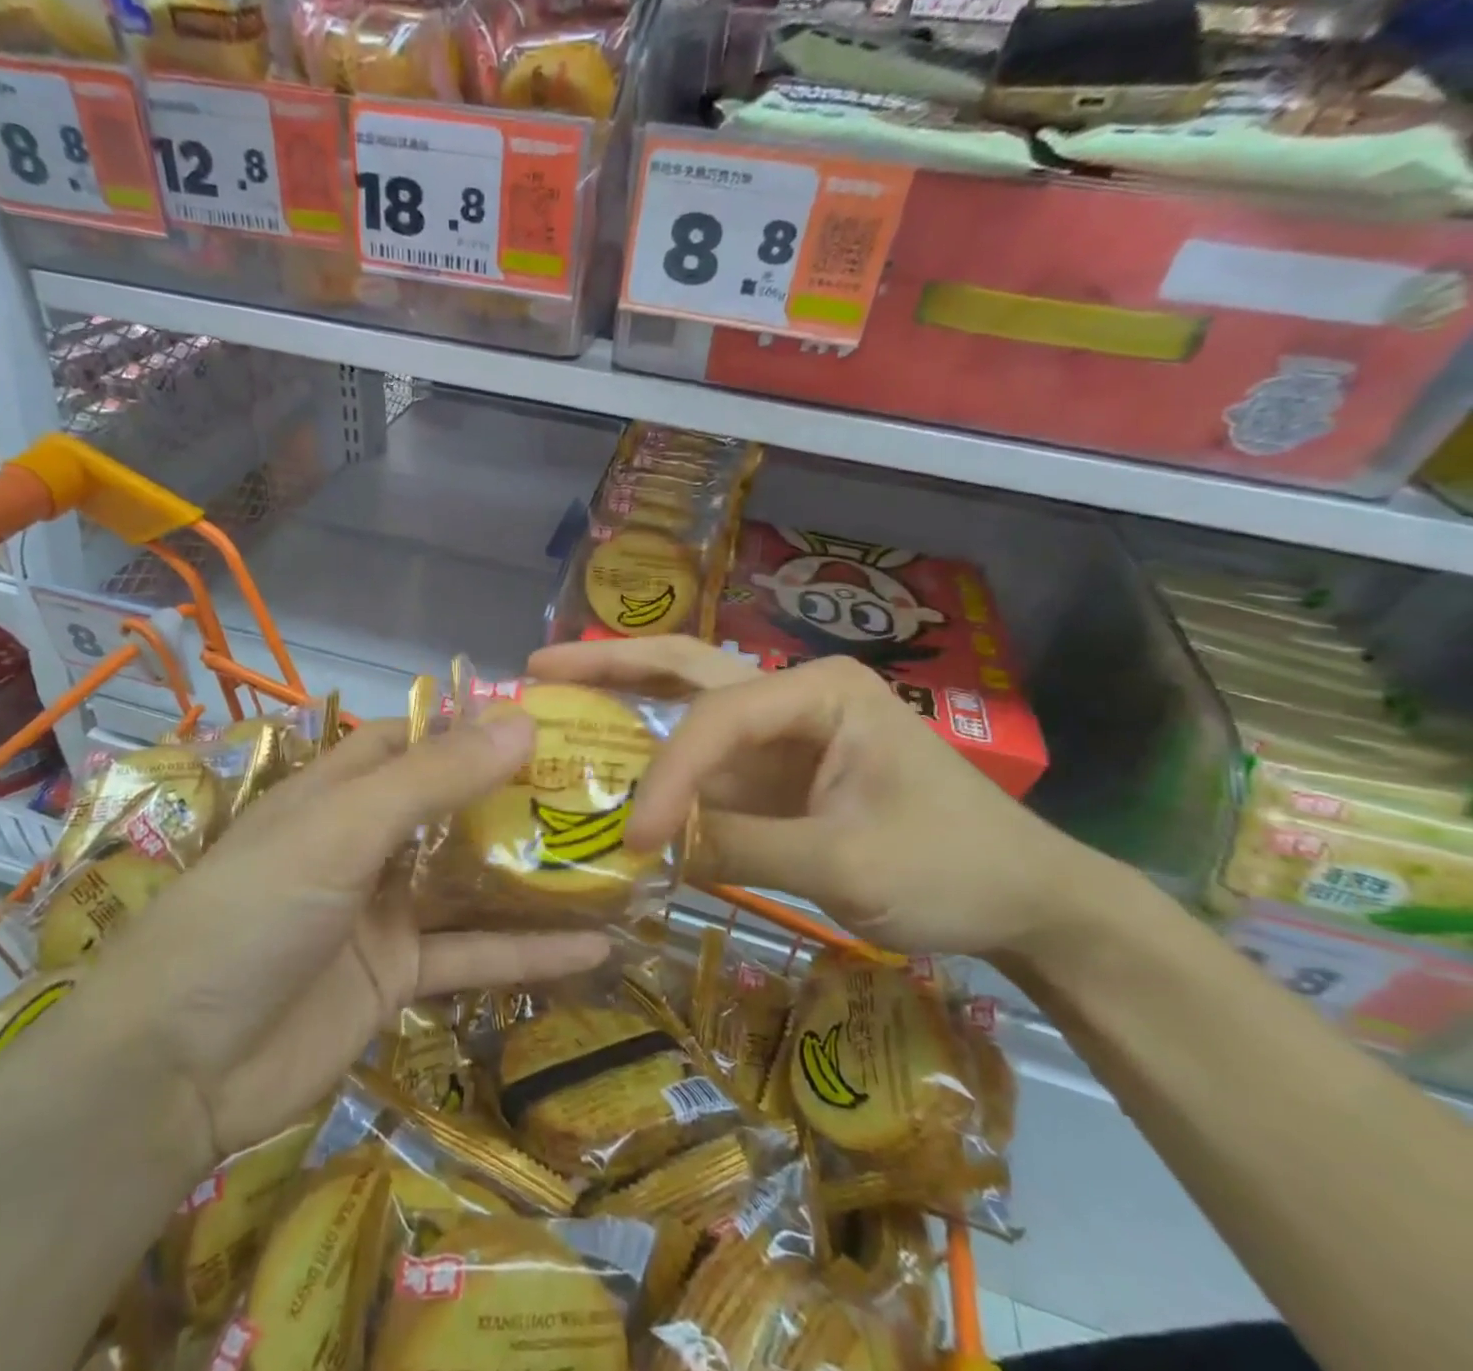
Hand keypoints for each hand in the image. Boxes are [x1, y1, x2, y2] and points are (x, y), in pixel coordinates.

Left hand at [76, 713, 609, 1160]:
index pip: (410, 738)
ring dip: (532, 875)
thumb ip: (433, 779)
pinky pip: (473, 955)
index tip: (543, 719)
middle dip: (515, 797)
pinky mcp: (397, 977)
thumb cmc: (252, 912)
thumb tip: (523, 722)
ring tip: (610, 857)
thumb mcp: (343, 831)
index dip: (468, 724)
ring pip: (470, 882)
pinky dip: (528, 953)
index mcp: (338, 791)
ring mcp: (383, 912)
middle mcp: (363, 843)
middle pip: (450, 808)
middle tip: (596, 785)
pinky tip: (594, 948)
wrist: (177, 1068)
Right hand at [529, 637, 1111, 961]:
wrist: (1025, 899)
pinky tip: (608, 761)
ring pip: (686, 704)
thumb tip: (649, 847)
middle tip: (540, 667)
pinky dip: (653, 760)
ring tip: (556, 695)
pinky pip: (702, 758)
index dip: (666, 775)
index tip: (633, 837)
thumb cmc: (953, 867)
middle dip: (611, 666)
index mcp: (817, 692)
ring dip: (622, 701)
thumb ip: (742, 848)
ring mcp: (781, 732)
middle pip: (686, 668)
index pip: (716, 719)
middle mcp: (791, 695)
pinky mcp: (775, 771)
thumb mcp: (848, 866)